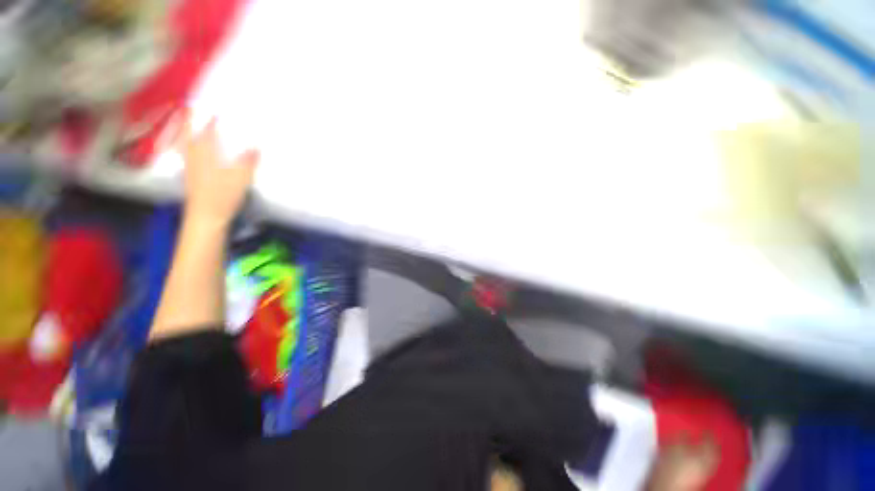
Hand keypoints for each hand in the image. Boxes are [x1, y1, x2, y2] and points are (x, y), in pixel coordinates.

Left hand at [171, 110, 259, 228]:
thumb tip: (256, 146)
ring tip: (190, 124)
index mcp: (206, 154)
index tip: (215, 110)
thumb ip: (249, 161)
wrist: (206, 216)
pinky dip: (188, 146)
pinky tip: (193, 150)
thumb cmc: (223, 195)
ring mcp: (190, 166)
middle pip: (190, 134)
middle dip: (191, 120)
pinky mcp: (190, 176)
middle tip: (192, 108)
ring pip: (186, 143)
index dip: (211, 119)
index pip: (207, 131)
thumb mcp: (241, 178)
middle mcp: (194, 156)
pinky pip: (187, 154)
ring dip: (187, 132)